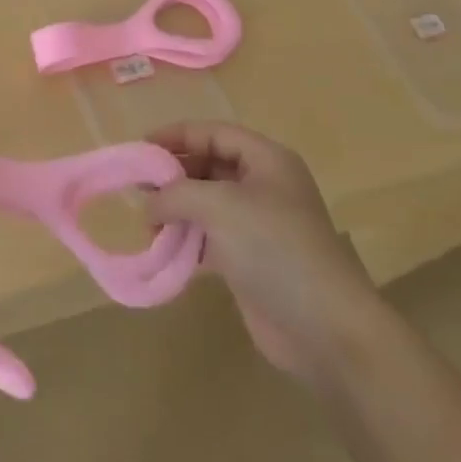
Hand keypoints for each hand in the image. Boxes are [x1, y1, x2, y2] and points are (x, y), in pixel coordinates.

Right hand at [146, 122, 382, 381]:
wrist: (324, 328)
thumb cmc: (274, 247)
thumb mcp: (219, 205)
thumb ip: (176, 194)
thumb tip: (148, 203)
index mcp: (266, 160)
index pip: (214, 133)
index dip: (176, 136)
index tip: (139, 148)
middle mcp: (263, 186)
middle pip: (209, 166)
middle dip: (173, 175)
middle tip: (136, 188)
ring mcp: (258, 225)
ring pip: (207, 204)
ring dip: (176, 210)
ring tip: (146, 222)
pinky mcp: (250, 261)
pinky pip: (210, 238)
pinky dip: (186, 240)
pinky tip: (163, 249)